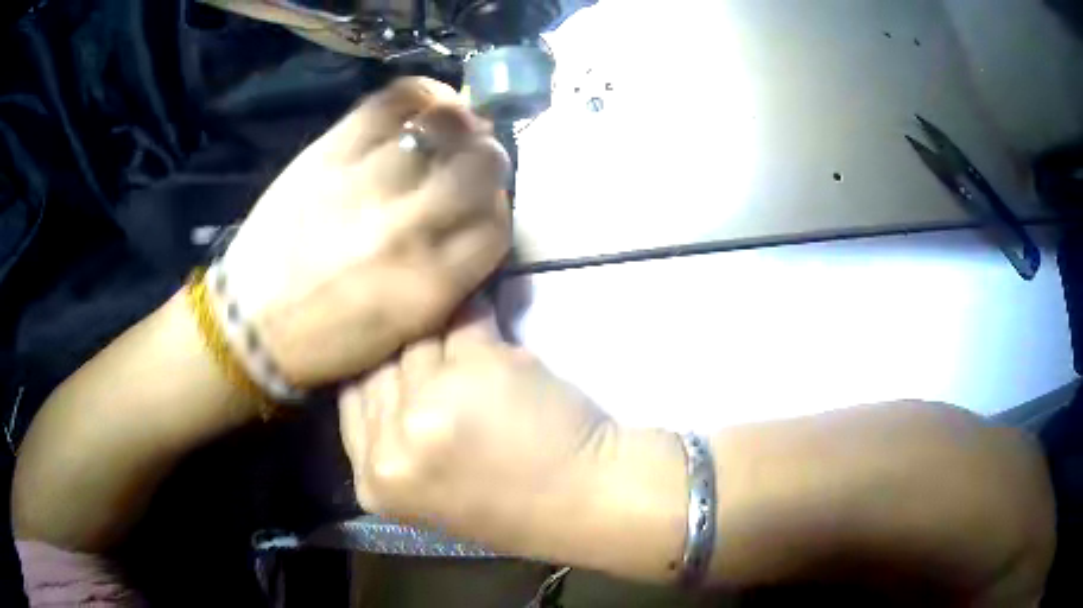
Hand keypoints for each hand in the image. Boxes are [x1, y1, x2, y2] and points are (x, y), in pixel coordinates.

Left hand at [221, 78, 510, 386]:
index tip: (483, 203)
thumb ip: (453, 276)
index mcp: (430, 284)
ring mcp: (365, 184)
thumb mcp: (407, 329)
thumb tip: (477, 217)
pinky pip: (391, 102)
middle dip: (489, 159)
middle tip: (473, 160)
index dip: (498, 205)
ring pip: (444, 127)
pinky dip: (420, 95)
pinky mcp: (329, 154)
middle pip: (482, 166)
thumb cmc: (331, 339)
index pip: (498, 223)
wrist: (252, 326)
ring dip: (460, 123)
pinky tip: (424, 106)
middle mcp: (406, 229)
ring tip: (451, 129)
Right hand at [338, 302, 616, 551]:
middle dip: (406, 360)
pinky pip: (464, 321)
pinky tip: (482, 309)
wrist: (583, 499)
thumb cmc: (511, 504)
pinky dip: (476, 315)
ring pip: (417, 340)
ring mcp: (433, 401)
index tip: (394, 366)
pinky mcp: (477, 365)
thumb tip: (379, 365)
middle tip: (431, 353)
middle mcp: (393, 443)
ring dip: (441, 336)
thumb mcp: (426, 485)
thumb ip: (393, 435)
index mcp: (375, 480)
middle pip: (378, 368)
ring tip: (463, 340)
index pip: (352, 401)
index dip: (377, 379)